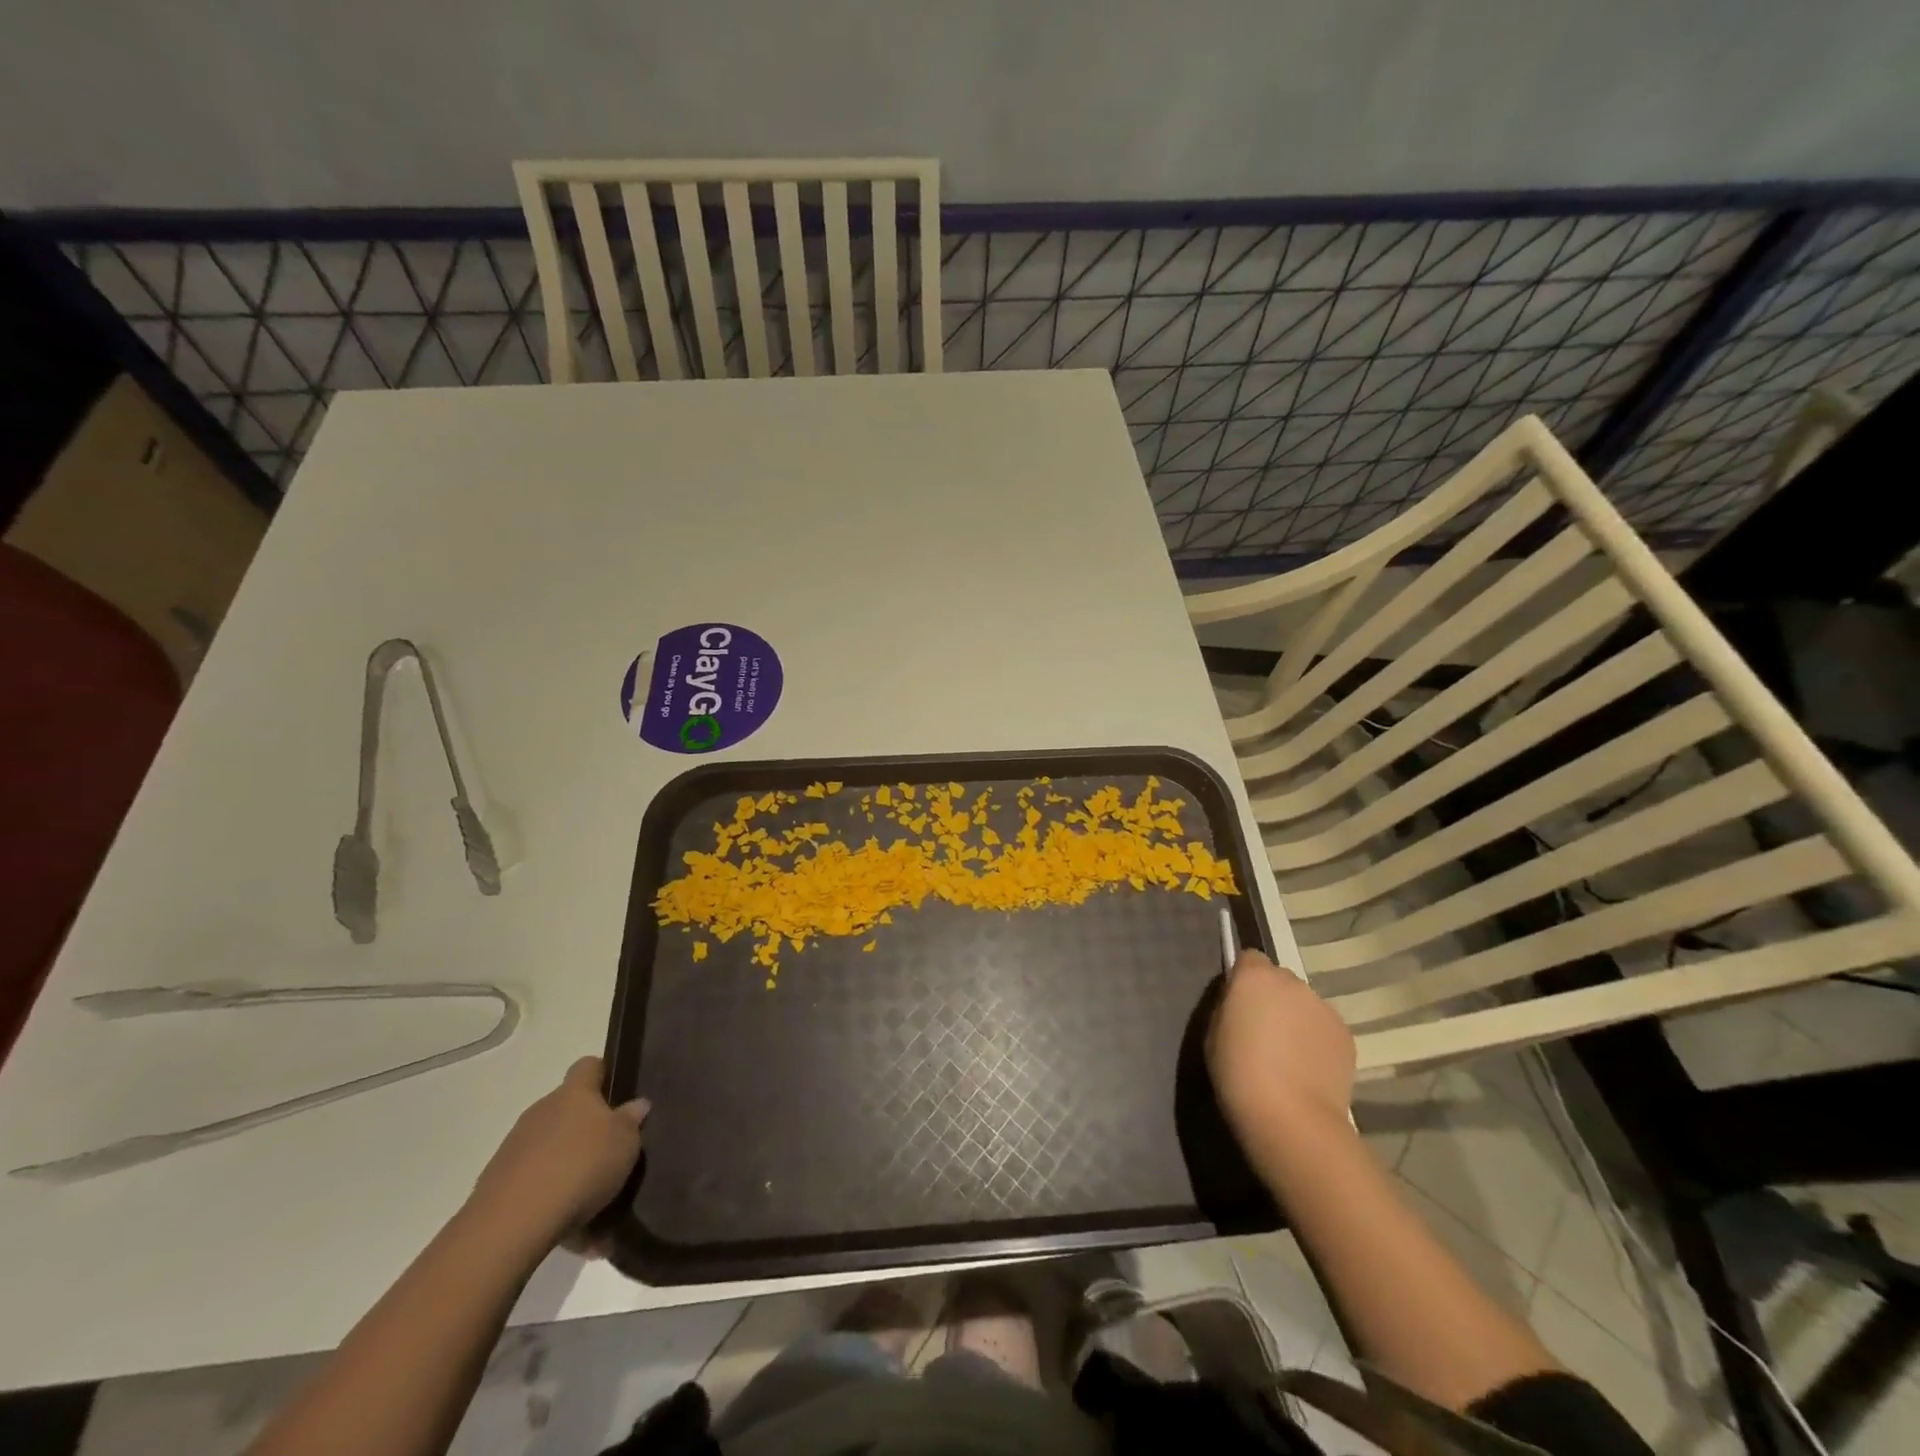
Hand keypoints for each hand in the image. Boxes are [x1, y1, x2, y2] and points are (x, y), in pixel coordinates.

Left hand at [466, 1057, 647, 1251]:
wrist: (512, 1223)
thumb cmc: (581, 1166)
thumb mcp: (625, 1142)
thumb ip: (631, 1121)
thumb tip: (637, 1104)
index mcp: (574, 1094)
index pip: (589, 1066)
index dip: (605, 1075)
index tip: (620, 1096)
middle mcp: (542, 1112)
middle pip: (569, 1111)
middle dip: (589, 1131)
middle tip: (611, 1156)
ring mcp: (516, 1148)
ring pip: (552, 1151)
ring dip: (571, 1170)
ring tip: (595, 1206)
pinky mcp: (498, 1185)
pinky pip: (536, 1185)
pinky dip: (554, 1202)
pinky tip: (575, 1233)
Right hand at [1206, 949, 1355, 1146]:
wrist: (1290, 1117)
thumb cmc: (1238, 1072)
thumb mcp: (1214, 1032)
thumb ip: (1229, 1006)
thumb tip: (1242, 1003)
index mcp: (1255, 976)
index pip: (1249, 958)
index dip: (1243, 978)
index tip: (1238, 1003)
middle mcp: (1292, 982)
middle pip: (1280, 980)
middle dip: (1272, 998)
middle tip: (1262, 1032)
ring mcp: (1324, 1007)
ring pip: (1304, 1004)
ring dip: (1296, 1019)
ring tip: (1288, 1056)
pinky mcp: (1346, 1035)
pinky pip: (1324, 1027)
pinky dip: (1316, 1040)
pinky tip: (1308, 1069)